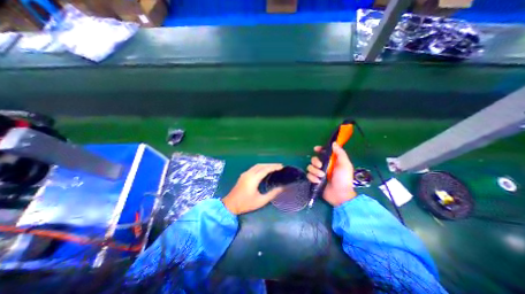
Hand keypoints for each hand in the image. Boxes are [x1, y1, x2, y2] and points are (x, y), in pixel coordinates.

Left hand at [222, 164, 284, 214]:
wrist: (230, 205)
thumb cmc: (246, 204)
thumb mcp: (261, 201)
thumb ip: (272, 194)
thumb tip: (282, 188)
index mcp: (253, 179)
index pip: (265, 169)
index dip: (274, 167)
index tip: (281, 167)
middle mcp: (249, 174)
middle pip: (261, 165)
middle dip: (271, 165)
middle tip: (279, 166)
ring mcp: (245, 174)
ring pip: (257, 165)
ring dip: (265, 165)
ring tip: (274, 167)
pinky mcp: (243, 175)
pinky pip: (254, 168)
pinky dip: (261, 167)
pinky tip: (264, 170)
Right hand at [309, 142, 356, 206]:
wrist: (340, 194)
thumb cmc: (343, 179)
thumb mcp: (345, 164)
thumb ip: (340, 153)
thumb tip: (334, 143)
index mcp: (331, 161)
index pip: (323, 153)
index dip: (319, 150)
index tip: (316, 149)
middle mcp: (324, 166)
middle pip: (314, 159)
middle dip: (315, 162)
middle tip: (320, 166)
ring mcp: (318, 173)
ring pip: (310, 167)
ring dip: (315, 171)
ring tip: (321, 177)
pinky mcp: (315, 180)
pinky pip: (309, 175)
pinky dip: (313, 178)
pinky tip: (318, 181)